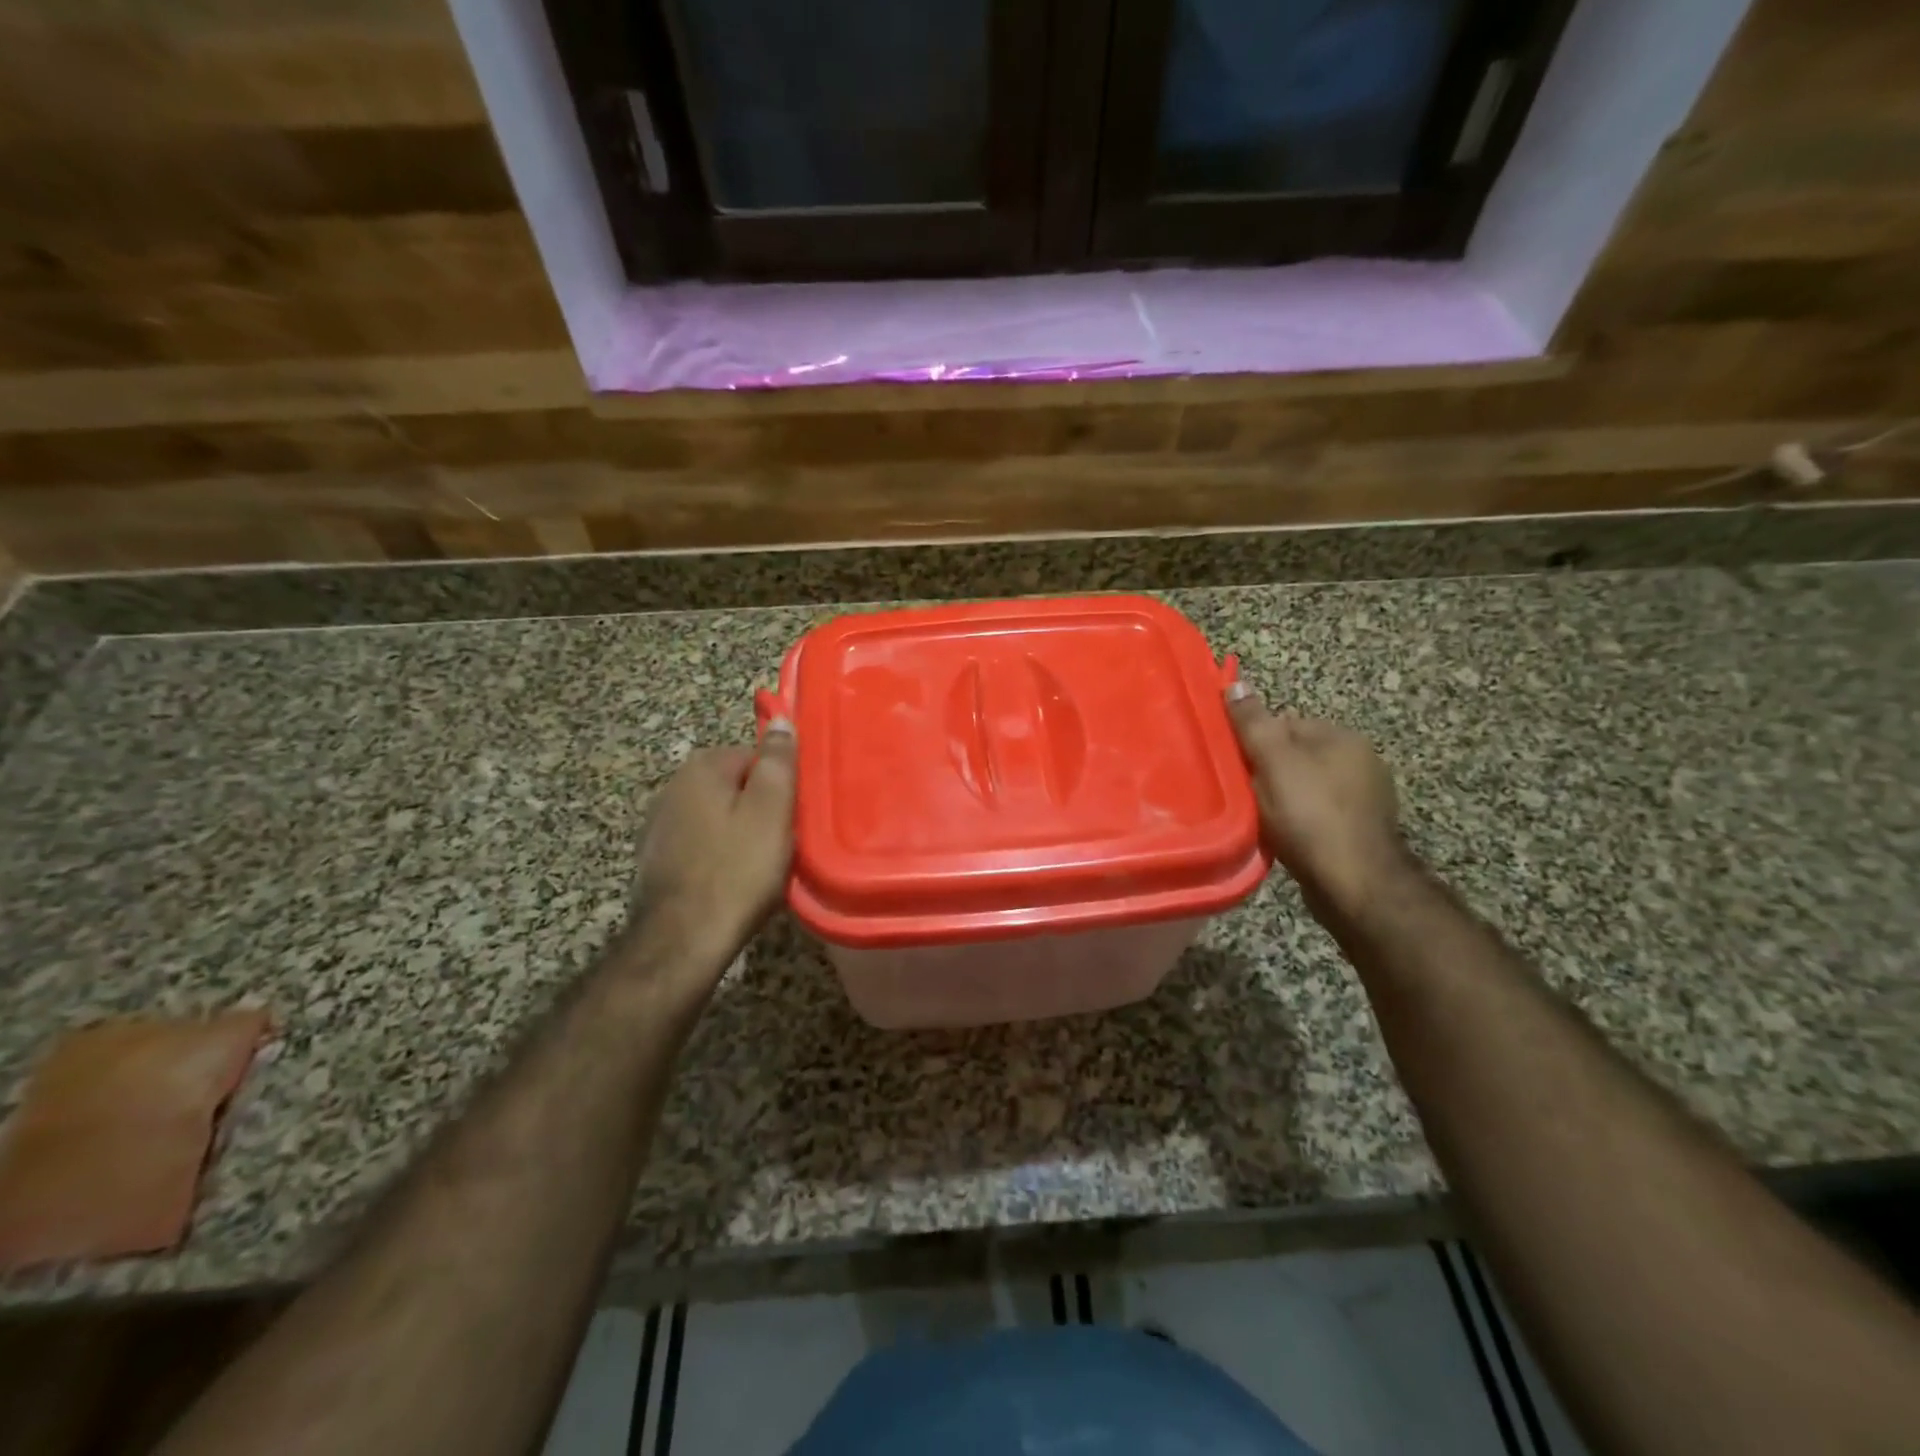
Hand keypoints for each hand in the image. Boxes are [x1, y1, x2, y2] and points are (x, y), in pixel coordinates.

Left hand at [626, 723, 796, 981]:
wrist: (683, 940)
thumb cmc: (737, 870)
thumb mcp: (772, 810)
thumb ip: (778, 761)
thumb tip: (782, 720)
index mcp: (702, 768)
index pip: (755, 756)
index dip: (780, 785)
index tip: (793, 815)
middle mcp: (672, 787)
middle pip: (735, 786)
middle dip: (760, 809)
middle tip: (782, 842)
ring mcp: (659, 824)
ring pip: (718, 816)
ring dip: (739, 833)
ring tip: (759, 866)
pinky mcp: (656, 858)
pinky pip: (701, 844)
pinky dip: (718, 855)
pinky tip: (730, 881)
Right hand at [1225, 685, 1406, 918]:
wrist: (1354, 883)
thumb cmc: (1310, 815)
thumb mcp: (1273, 762)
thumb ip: (1253, 723)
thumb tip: (1236, 683)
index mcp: (1342, 737)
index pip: (1286, 722)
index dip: (1256, 741)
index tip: (1236, 765)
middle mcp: (1360, 761)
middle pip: (1295, 756)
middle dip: (1268, 771)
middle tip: (1244, 794)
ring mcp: (1364, 798)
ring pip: (1304, 787)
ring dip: (1282, 799)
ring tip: (1260, 819)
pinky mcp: (1359, 831)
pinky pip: (1317, 815)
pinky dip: (1298, 822)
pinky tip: (1284, 837)